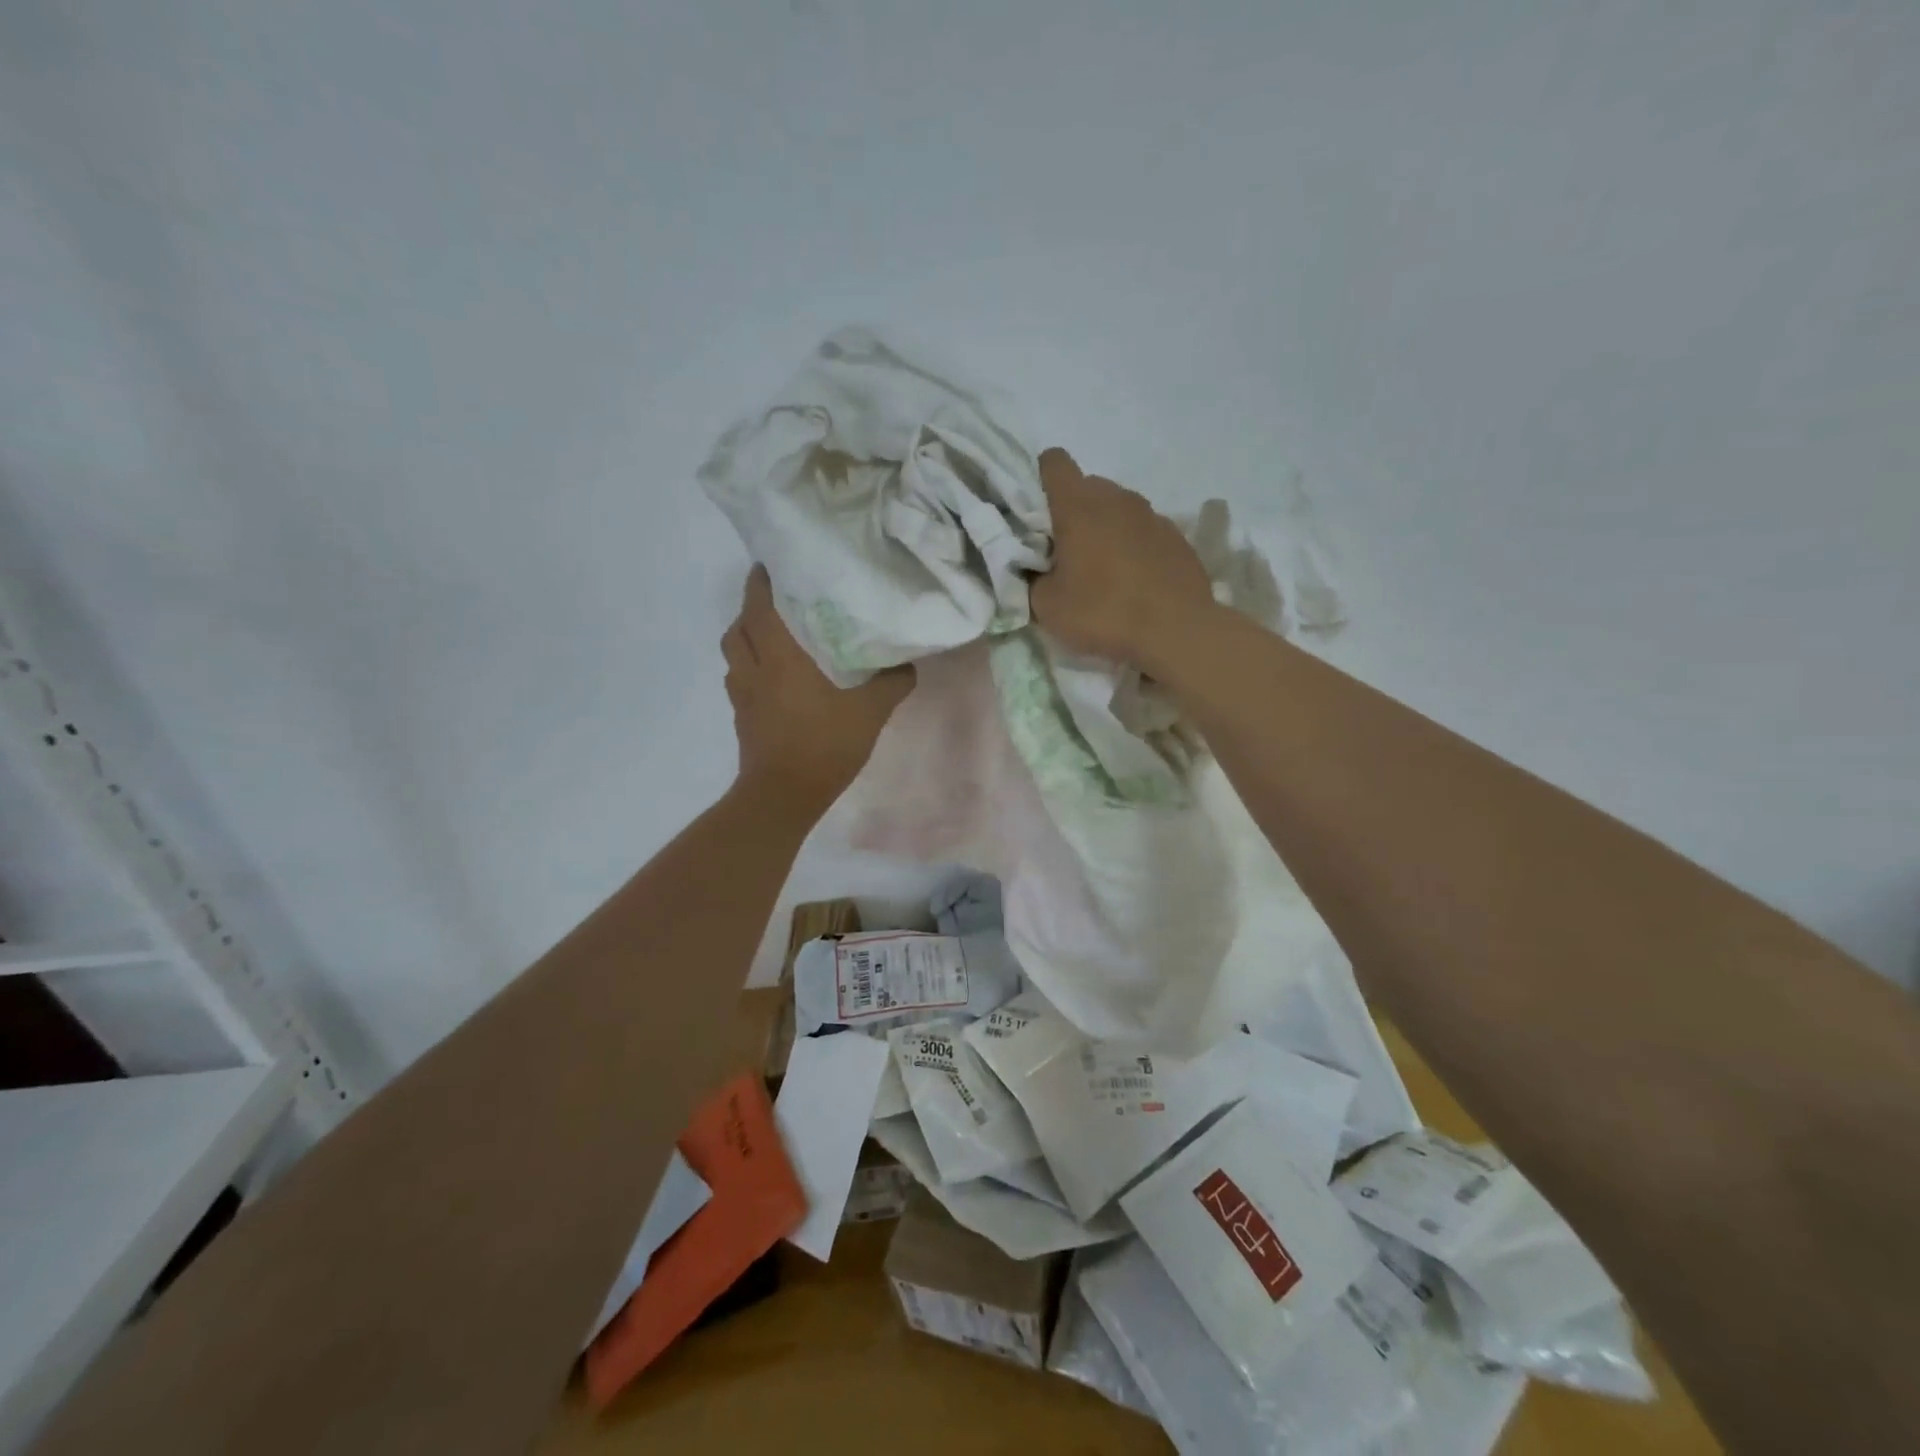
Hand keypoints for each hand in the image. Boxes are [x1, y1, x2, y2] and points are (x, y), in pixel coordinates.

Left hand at [723, 566, 913, 815]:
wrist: (783, 796)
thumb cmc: (824, 746)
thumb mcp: (870, 713)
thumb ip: (891, 685)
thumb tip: (907, 666)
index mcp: (780, 659)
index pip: (759, 608)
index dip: (760, 584)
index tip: (769, 565)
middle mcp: (754, 671)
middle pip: (738, 629)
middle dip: (751, 609)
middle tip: (776, 601)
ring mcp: (743, 697)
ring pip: (734, 655)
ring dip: (746, 639)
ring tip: (772, 636)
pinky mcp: (742, 719)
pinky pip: (739, 681)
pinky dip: (750, 669)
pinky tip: (773, 679)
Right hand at [1030, 447, 1216, 668]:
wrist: (1177, 631)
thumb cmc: (1103, 613)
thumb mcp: (1047, 607)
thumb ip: (1033, 579)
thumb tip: (1037, 571)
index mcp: (1079, 506)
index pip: (1054, 463)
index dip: (1040, 480)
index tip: (1036, 514)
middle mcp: (1117, 499)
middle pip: (1087, 487)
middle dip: (1073, 512)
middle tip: (1065, 554)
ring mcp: (1152, 515)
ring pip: (1118, 508)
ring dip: (1106, 529)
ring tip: (1103, 571)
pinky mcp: (1178, 537)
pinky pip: (1144, 531)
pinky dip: (1134, 547)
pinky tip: (1134, 581)